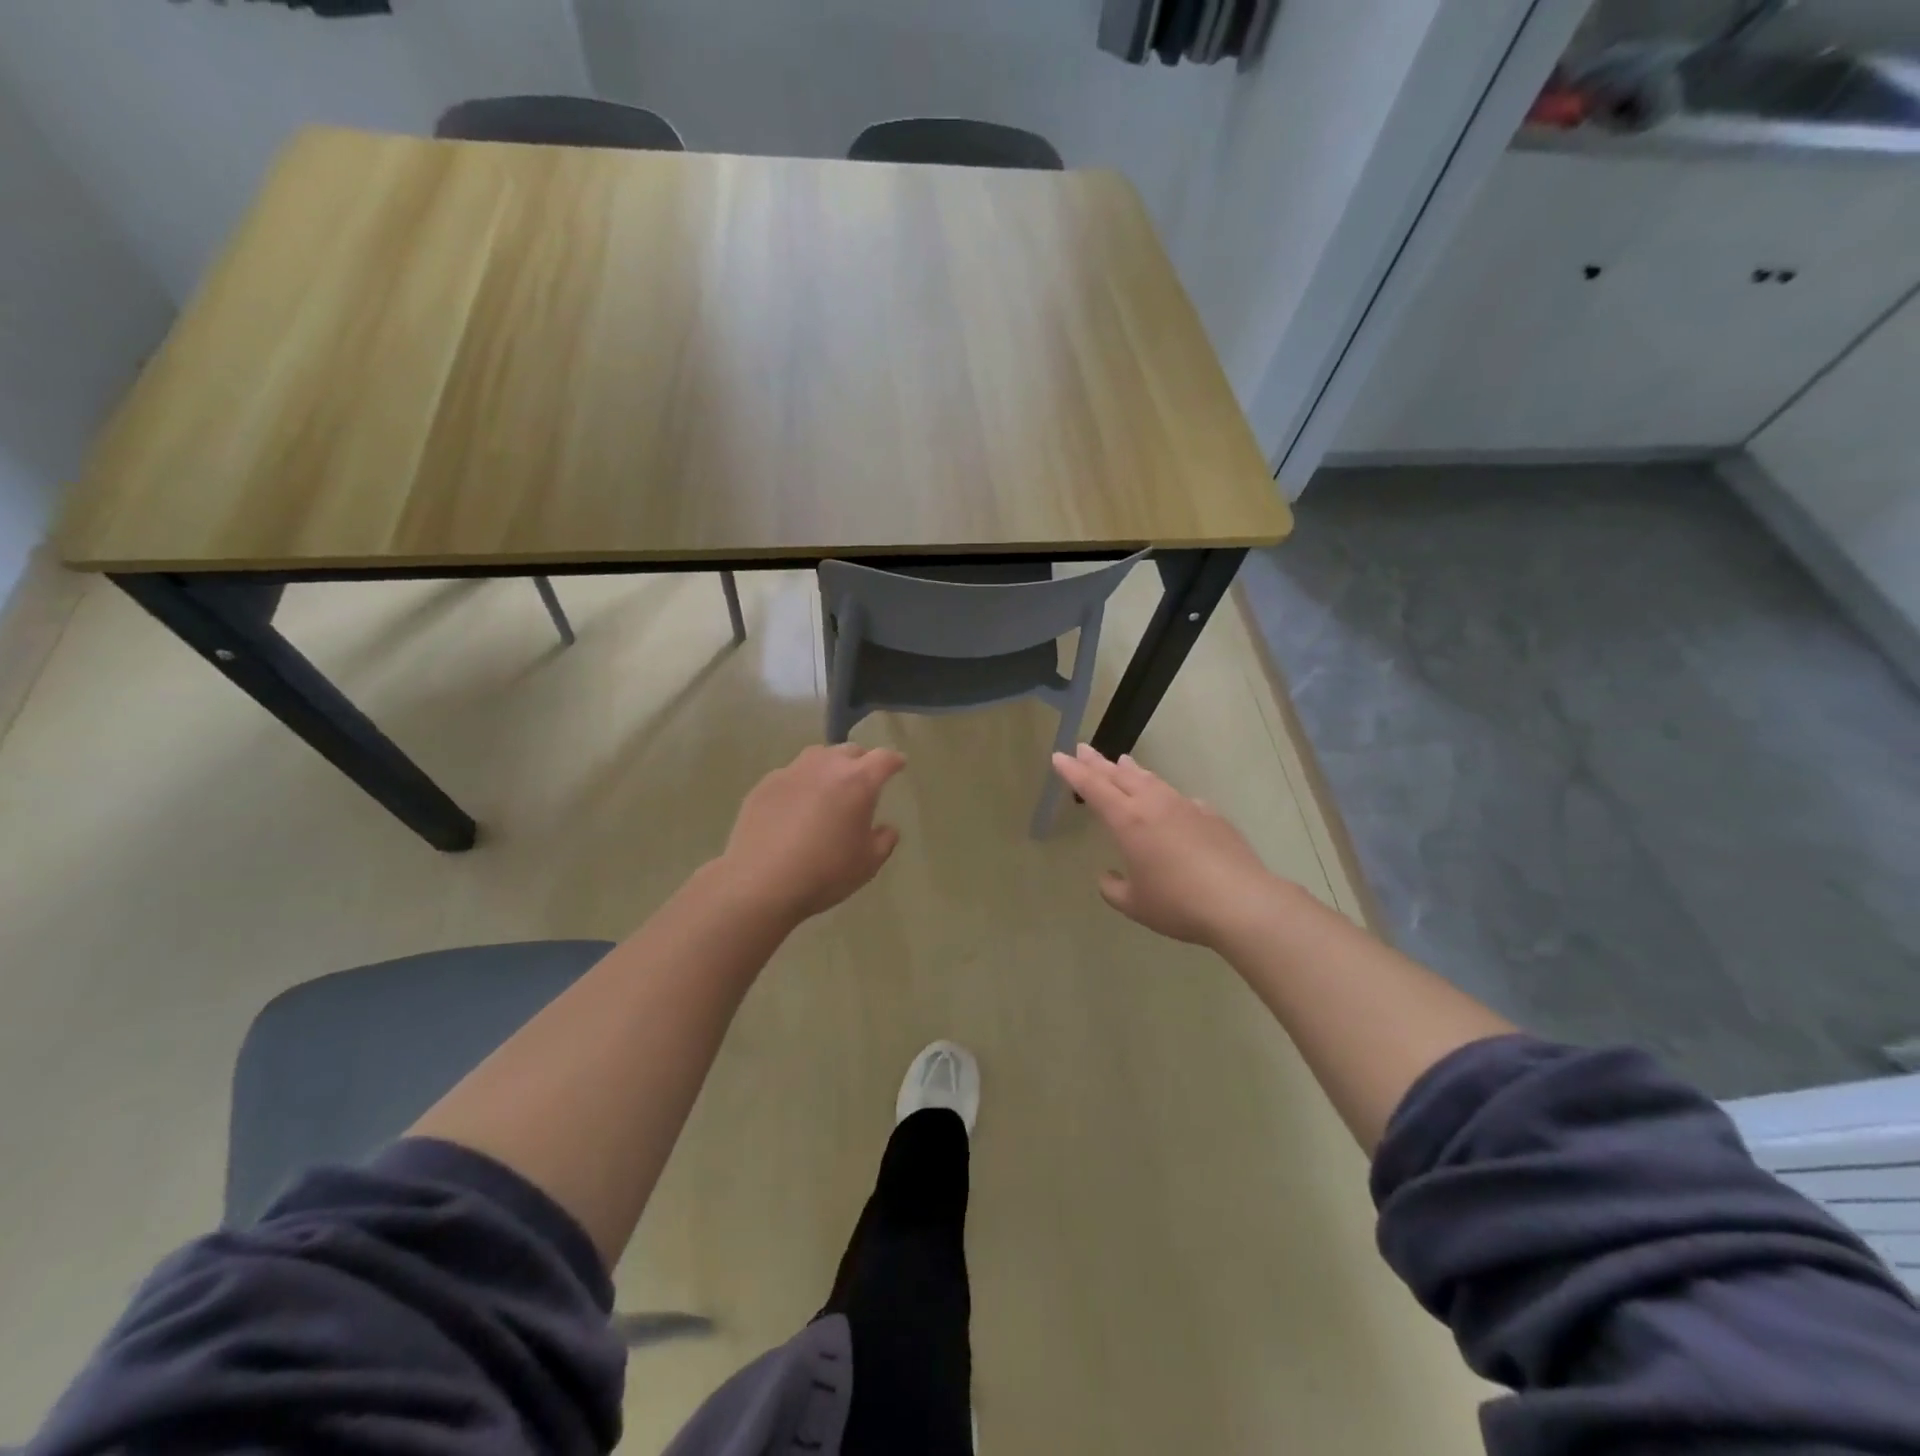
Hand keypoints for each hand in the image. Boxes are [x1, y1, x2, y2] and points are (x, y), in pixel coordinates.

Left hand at [720, 744, 906, 921]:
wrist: (760, 882)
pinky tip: (795, 808)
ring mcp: (792, 772)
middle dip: (861, 761)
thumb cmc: (824, 873)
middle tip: (863, 782)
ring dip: (829, 767)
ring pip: (818, 757)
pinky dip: (801, 784)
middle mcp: (826, 766)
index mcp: (858, 782)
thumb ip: (884, 840)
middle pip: (850, 751)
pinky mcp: (765, 784)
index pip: (884, 758)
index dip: (894, 761)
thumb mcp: (867, 864)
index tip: (899, 765)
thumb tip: (886, 828)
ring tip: (828, 789)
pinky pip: (791, 775)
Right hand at [1051, 746, 1285, 947]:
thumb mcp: (1135, 904)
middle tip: (1083, 748)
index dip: (1074, 772)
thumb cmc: (1178, 904)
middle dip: (1098, 762)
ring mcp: (1185, 806)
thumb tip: (1108, 878)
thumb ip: (1114, 888)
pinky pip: (1179, 798)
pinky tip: (1169, 801)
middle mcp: (1154, 805)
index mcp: (1128, 821)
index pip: (1093, 788)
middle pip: (1120, 775)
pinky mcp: (1211, 816)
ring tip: (1122, 761)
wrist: (1241, 902)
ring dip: (1132, 770)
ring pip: (1151, 780)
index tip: (1059, 756)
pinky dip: (1164, 794)